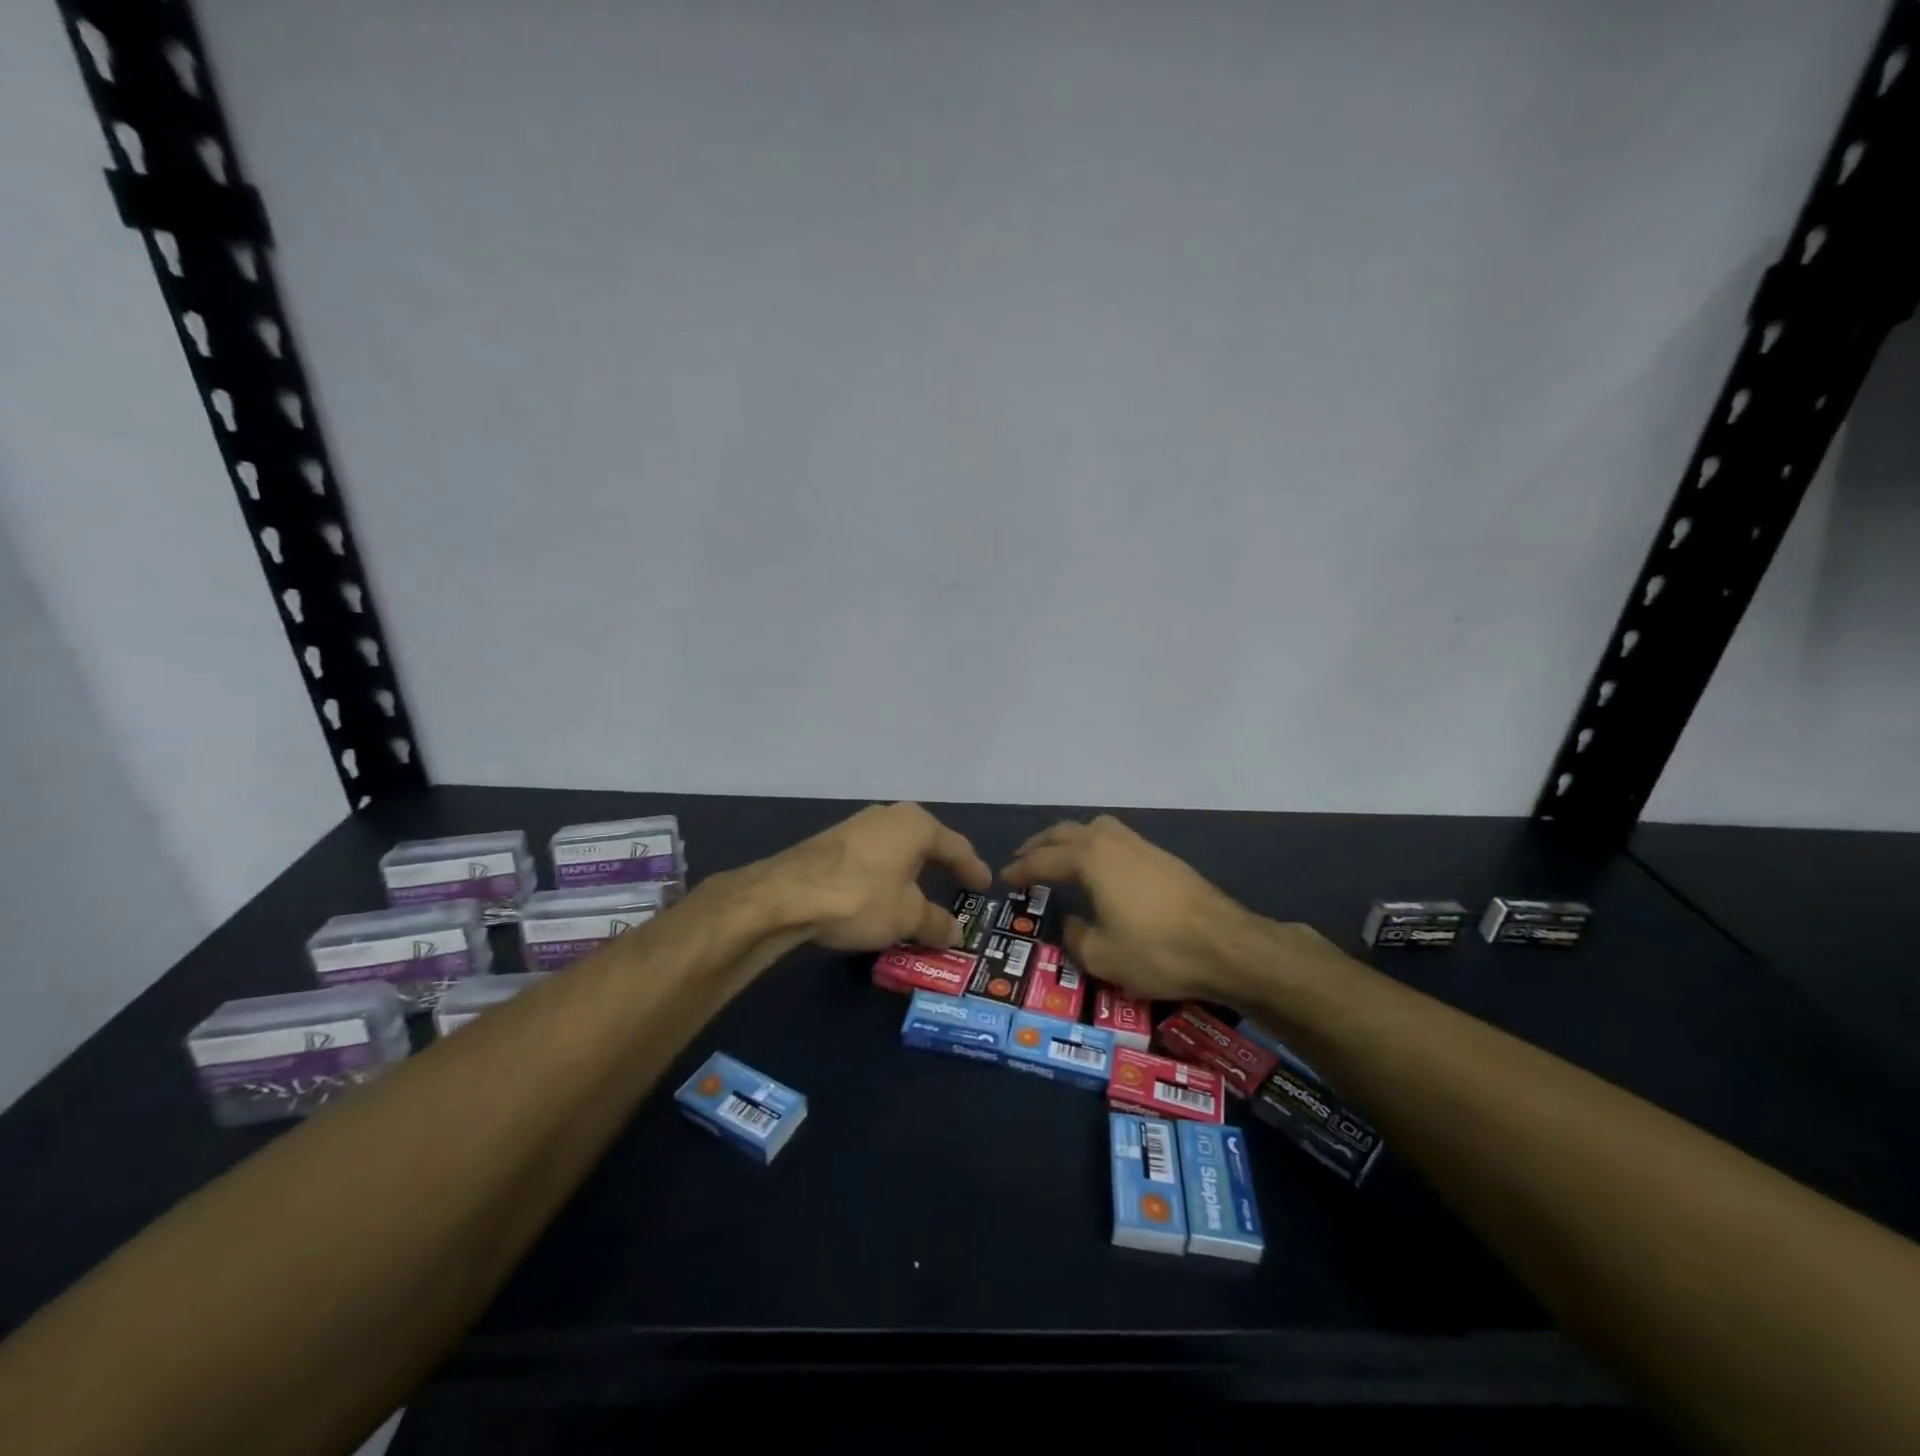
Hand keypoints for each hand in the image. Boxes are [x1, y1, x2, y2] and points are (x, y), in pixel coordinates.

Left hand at [761, 802, 991, 952]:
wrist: (787, 894)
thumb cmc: (862, 897)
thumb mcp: (907, 917)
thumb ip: (936, 923)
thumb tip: (955, 933)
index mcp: (917, 825)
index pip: (956, 847)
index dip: (972, 869)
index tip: (984, 886)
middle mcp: (889, 816)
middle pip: (925, 843)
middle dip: (940, 867)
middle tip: (956, 886)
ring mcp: (858, 826)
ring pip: (896, 850)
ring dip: (909, 873)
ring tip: (919, 895)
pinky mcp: (832, 842)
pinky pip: (873, 859)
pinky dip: (885, 877)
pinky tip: (881, 896)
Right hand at [1002, 815, 1263, 1000]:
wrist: (1226, 944)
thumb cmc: (1157, 951)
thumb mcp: (1102, 956)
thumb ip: (1075, 937)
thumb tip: (1070, 923)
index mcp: (1089, 859)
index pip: (1043, 860)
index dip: (1021, 869)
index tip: (1004, 878)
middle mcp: (1111, 841)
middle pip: (1066, 832)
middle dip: (1040, 844)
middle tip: (1023, 859)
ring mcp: (1140, 844)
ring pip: (1095, 827)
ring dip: (1070, 838)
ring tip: (1060, 856)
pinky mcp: (1162, 856)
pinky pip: (1116, 837)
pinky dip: (1095, 844)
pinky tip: (1100, 867)